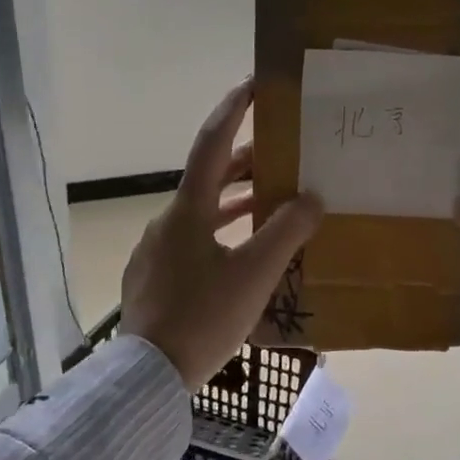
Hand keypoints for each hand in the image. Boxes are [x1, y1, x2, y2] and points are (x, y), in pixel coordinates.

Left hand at [122, 79, 323, 389]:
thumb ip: (285, 232)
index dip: (233, 110)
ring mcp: (156, 251)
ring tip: (268, 203)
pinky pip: (191, 241)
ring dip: (233, 203)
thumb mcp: (254, 275)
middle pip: (208, 179)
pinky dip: (219, 234)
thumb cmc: (203, 317)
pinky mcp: (153, 277)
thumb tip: (311, 198)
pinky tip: (239, 256)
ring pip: (200, 213)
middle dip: (244, 164)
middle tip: (280, 155)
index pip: (211, 143)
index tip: (253, 84)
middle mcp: (167, 221)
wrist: (148, 374)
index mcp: (188, 210)